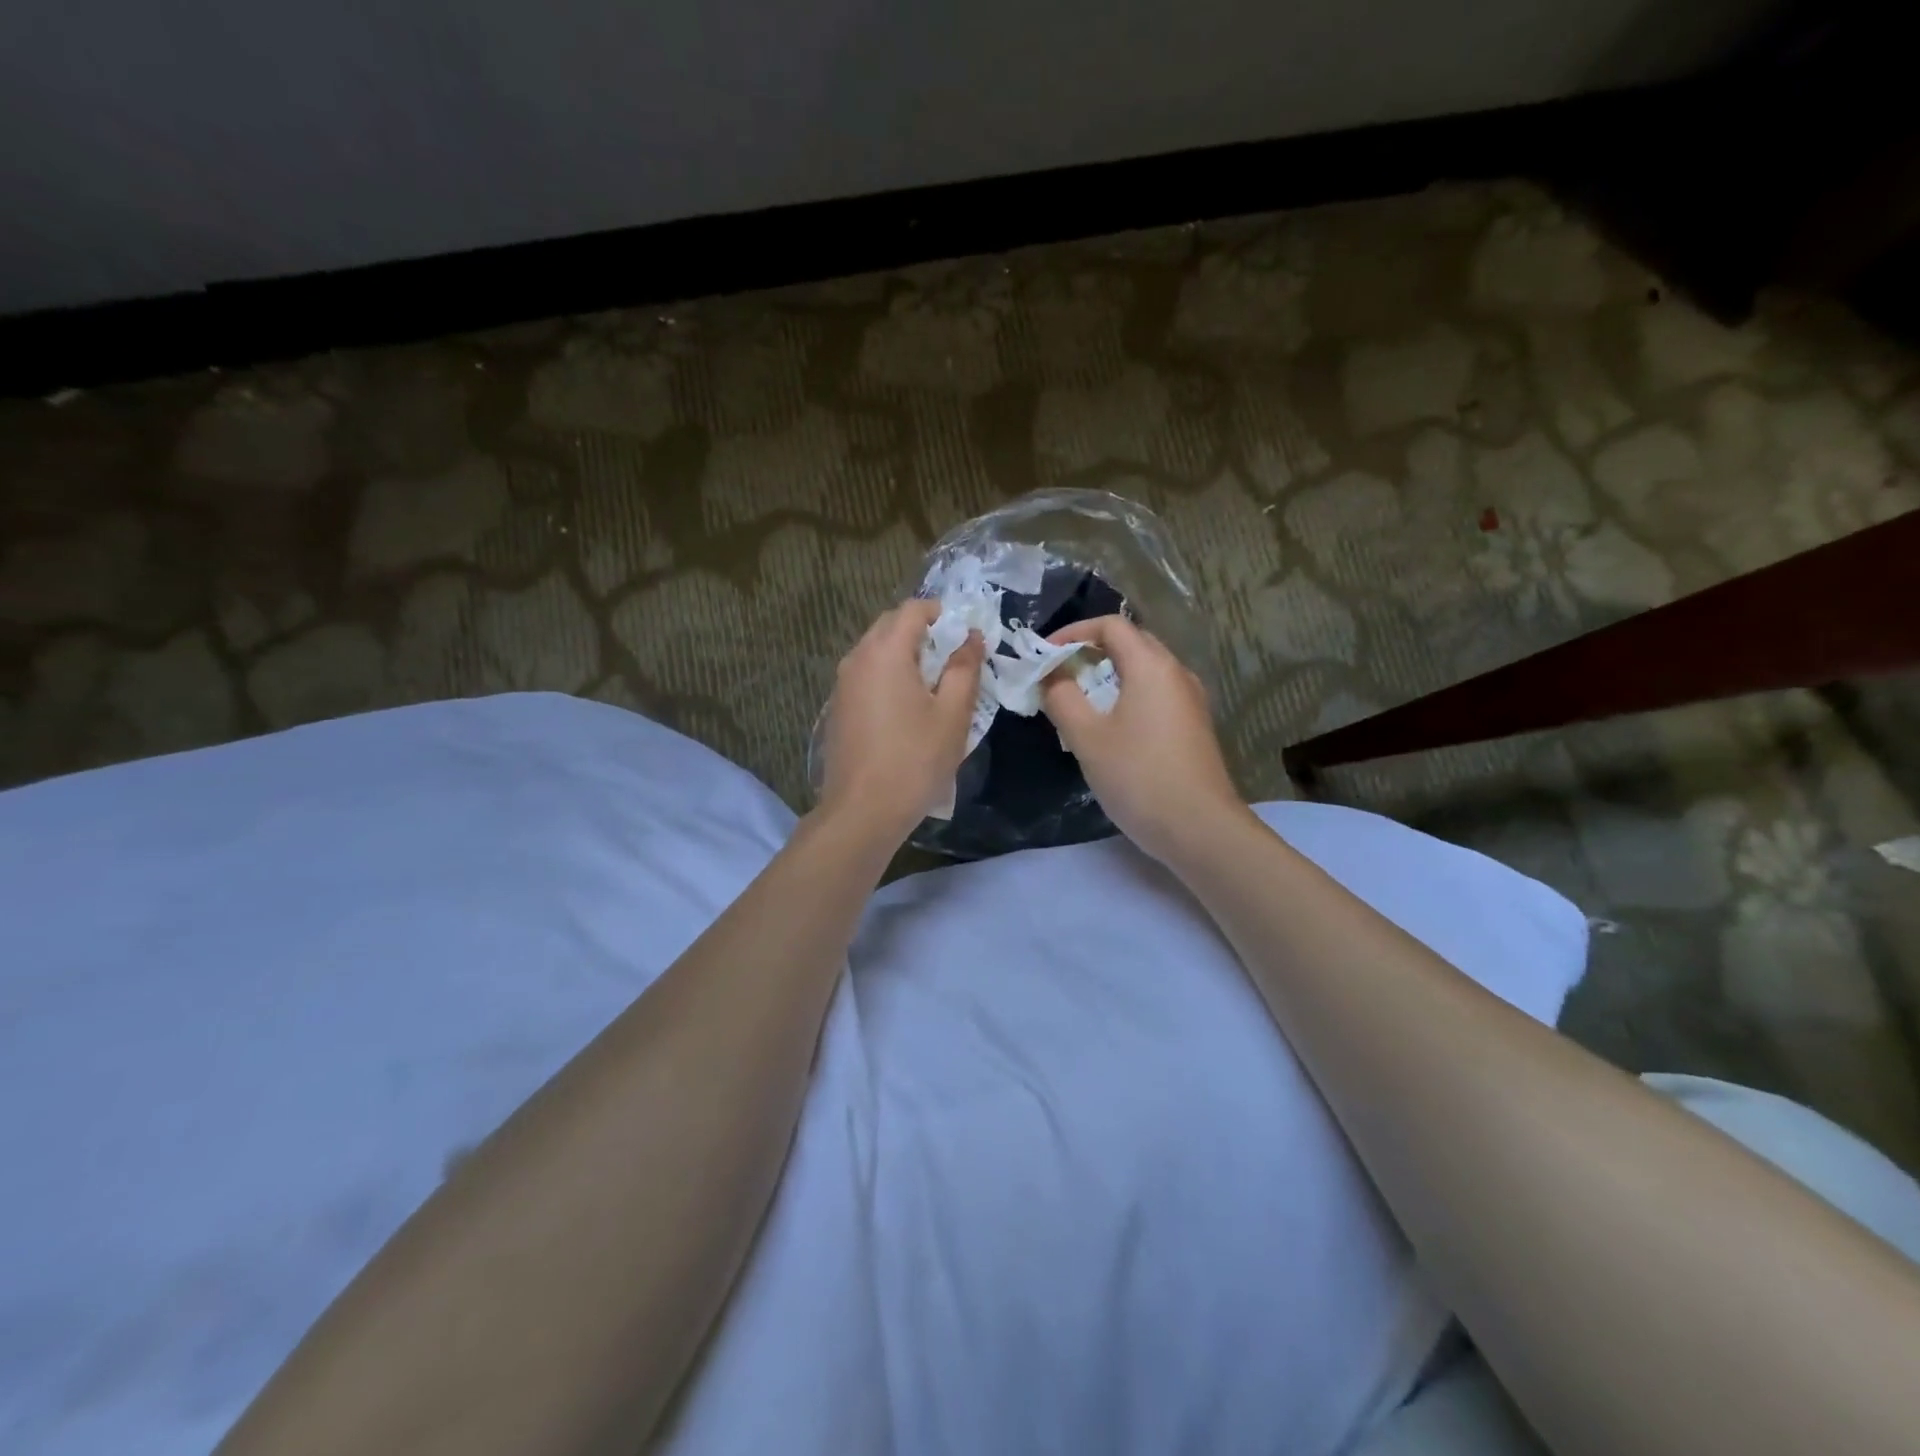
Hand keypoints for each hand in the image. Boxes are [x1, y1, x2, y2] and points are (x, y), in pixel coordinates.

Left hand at [817, 599, 984, 842]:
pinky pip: (867, 675)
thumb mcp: (952, 714)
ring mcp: (842, 683)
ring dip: (906, 655)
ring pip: (876, 651)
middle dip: (924, 632)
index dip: (944, 614)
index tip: (967, 636)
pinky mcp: (838, 707)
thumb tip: (972, 637)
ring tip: (935, 685)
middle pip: (891, 625)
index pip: (914, 609)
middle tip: (954, 659)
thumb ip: (964, 668)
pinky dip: (889, 676)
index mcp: (885, 651)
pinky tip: (908, 708)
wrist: (862, 811)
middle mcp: (857, 657)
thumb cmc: (915, 760)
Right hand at [1040, 615, 1247, 862]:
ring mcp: (1190, 700)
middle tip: (1057, 674)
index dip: (1073, 632)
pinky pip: (1155, 694)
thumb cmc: (1139, 777)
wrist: (1200, 829)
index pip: (1111, 626)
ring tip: (1078, 700)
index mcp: (1152, 666)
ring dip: (1108, 675)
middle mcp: (1176, 673)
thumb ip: (1062, 698)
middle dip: (1090, 651)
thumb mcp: (1087, 738)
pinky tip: (1109, 726)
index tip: (1044, 655)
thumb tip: (1050, 675)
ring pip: (1144, 670)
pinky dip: (1127, 695)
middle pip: (1131, 643)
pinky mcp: (1194, 725)